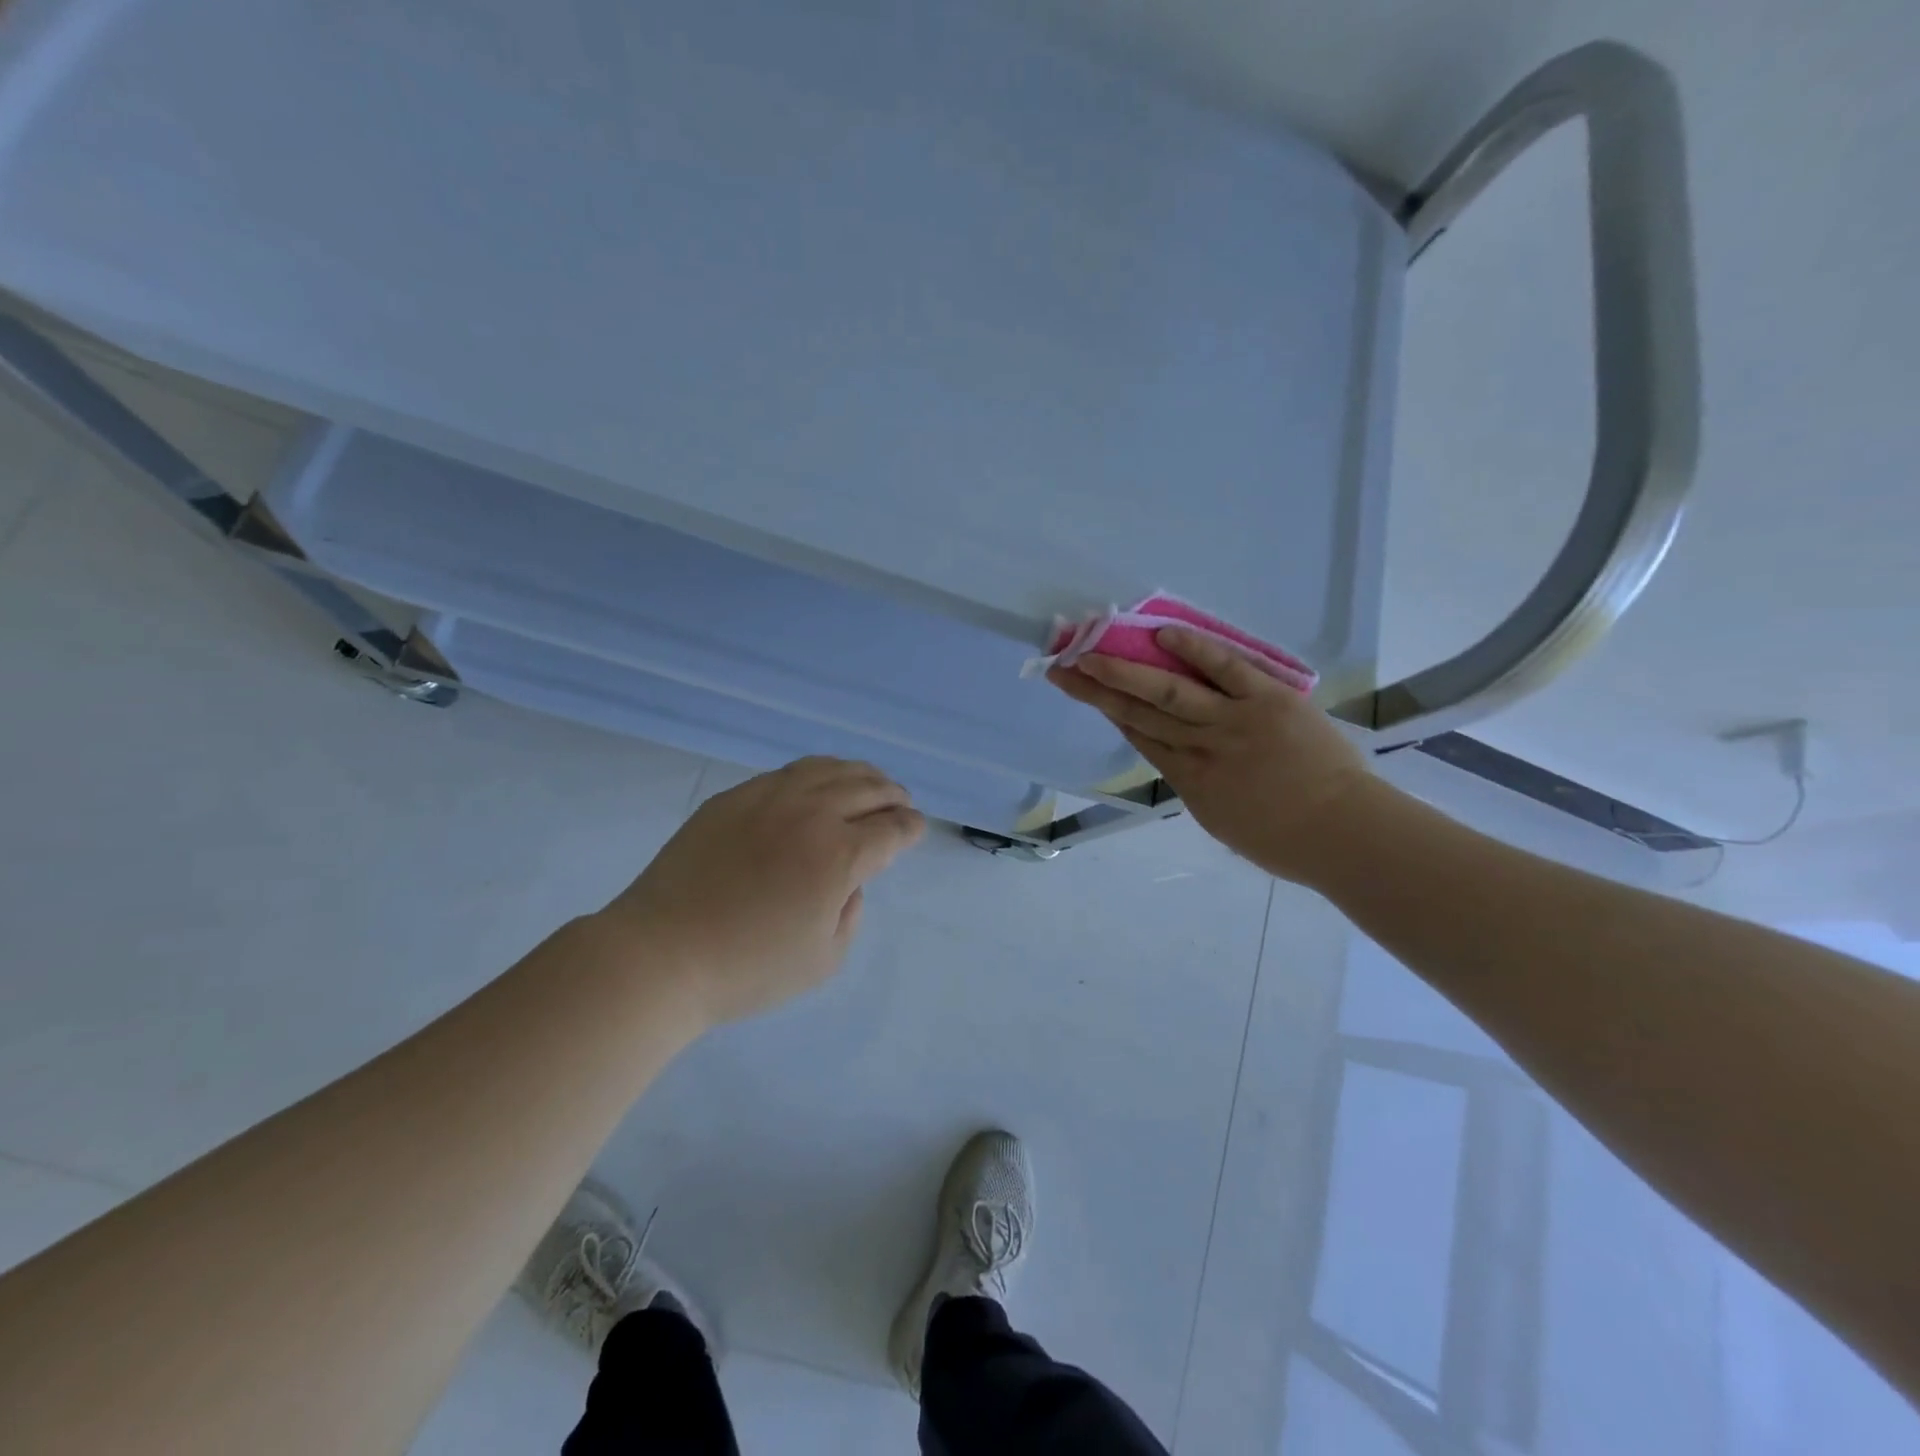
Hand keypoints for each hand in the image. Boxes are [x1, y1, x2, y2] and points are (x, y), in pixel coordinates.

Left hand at [593, 757, 924, 1027]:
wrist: (660, 955)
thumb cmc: (747, 969)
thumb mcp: (823, 960)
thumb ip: (850, 914)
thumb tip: (847, 883)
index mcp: (839, 855)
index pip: (892, 828)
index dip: (911, 828)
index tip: (916, 829)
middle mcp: (811, 813)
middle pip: (867, 788)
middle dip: (893, 795)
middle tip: (901, 803)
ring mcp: (768, 798)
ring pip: (828, 769)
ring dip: (859, 774)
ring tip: (869, 782)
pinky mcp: (734, 798)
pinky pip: (788, 772)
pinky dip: (817, 773)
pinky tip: (818, 783)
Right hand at [1049, 629, 1373, 884]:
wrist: (1343, 834)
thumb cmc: (1285, 841)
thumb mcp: (1223, 822)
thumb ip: (1199, 787)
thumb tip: (1184, 762)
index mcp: (1188, 781)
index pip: (1138, 736)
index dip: (1105, 709)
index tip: (1078, 688)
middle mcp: (1199, 748)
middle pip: (1138, 713)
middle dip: (1097, 688)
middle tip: (1062, 666)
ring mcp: (1232, 722)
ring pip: (1168, 692)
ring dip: (1126, 670)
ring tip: (1091, 649)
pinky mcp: (1268, 701)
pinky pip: (1227, 670)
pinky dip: (1195, 651)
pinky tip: (1163, 635)